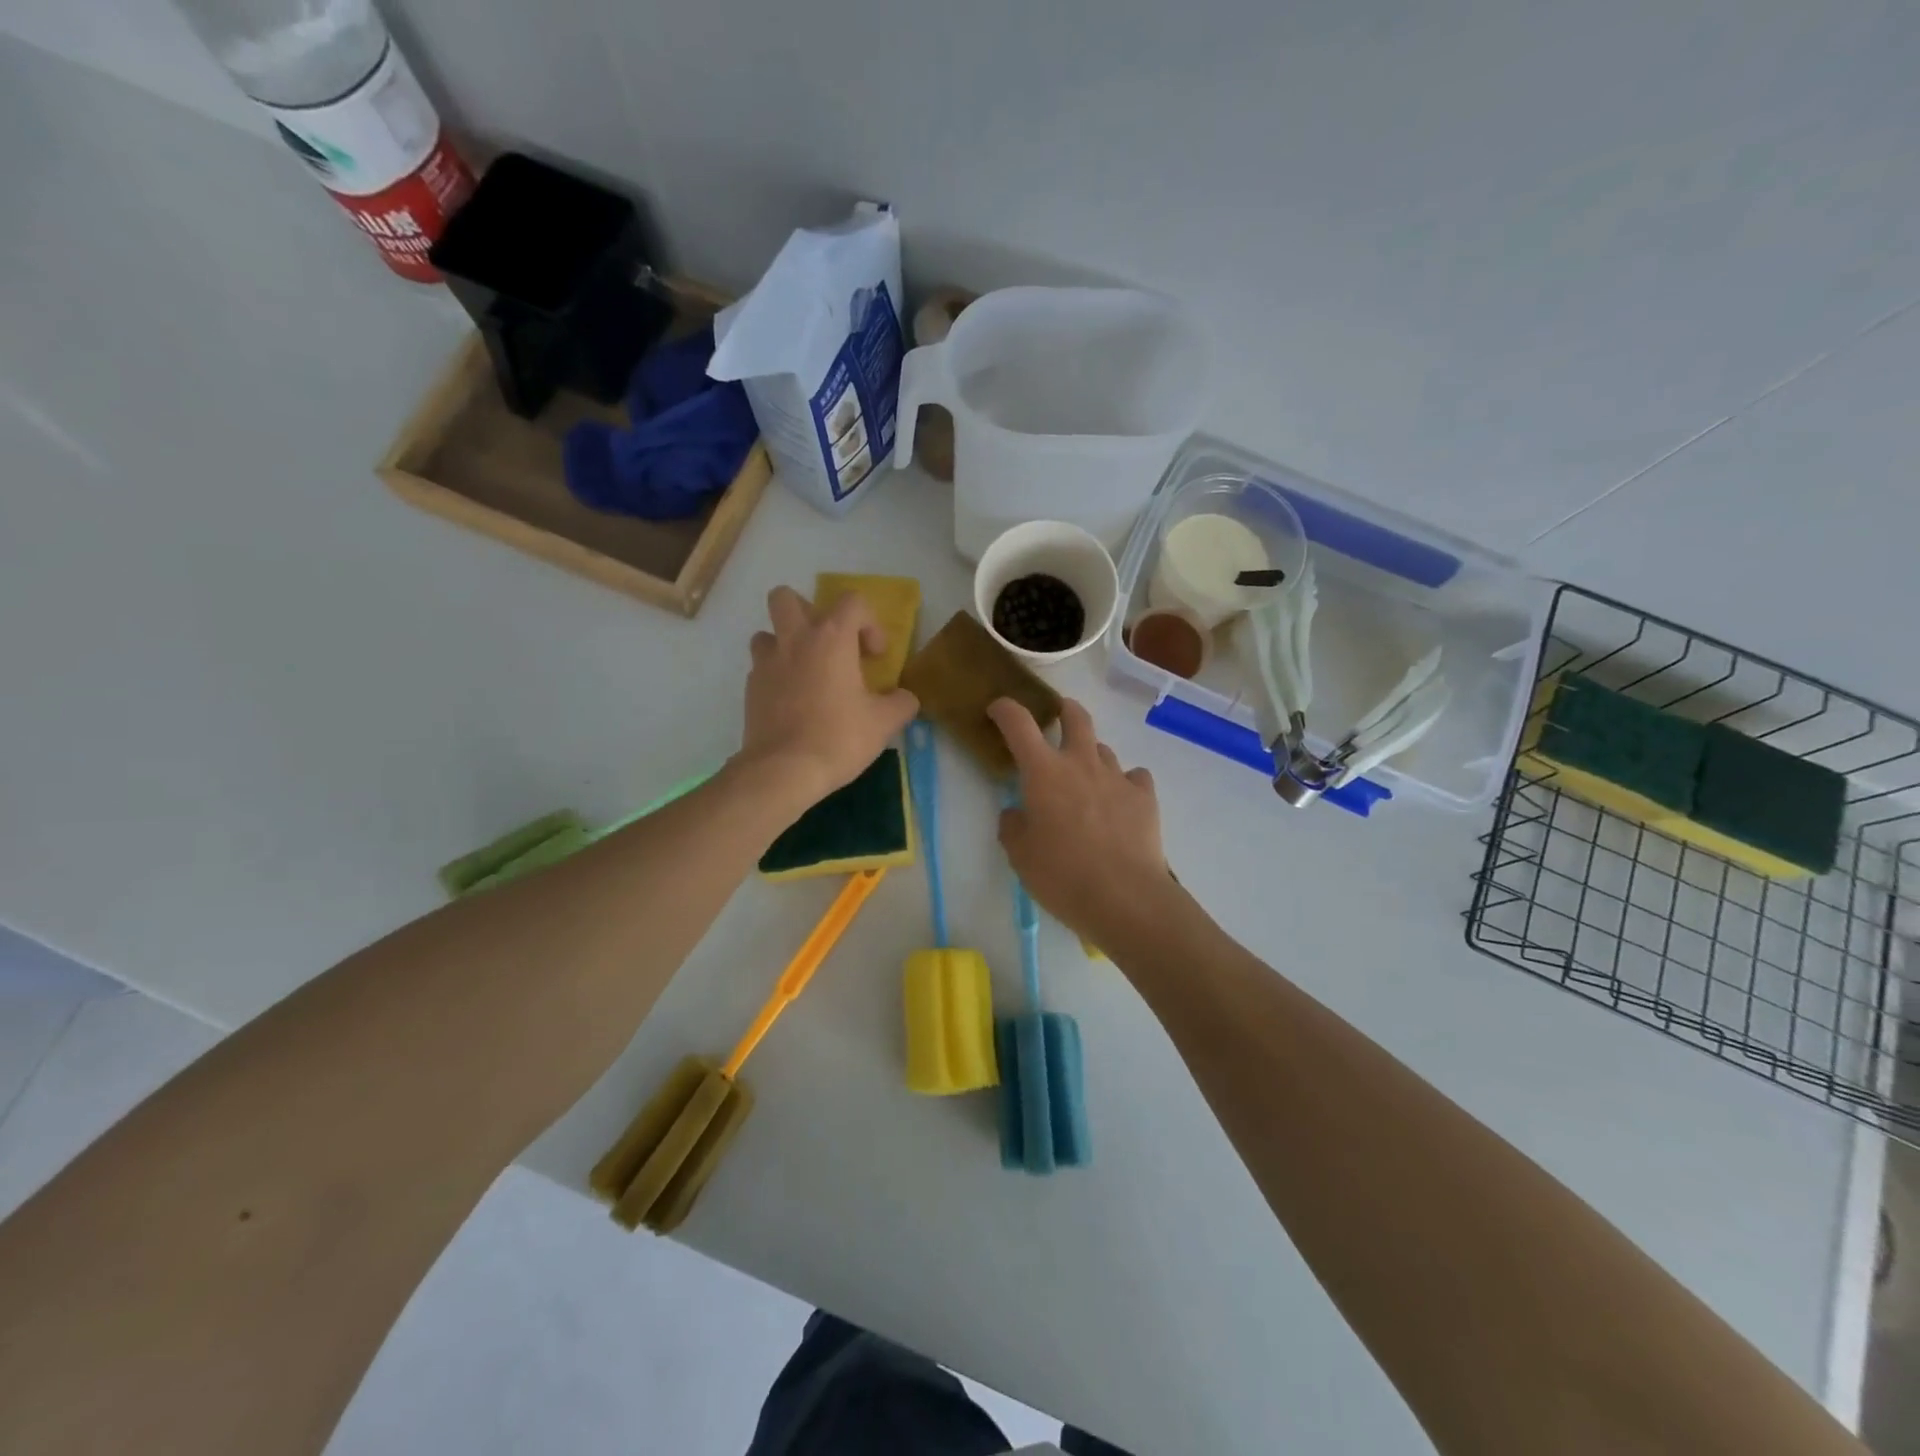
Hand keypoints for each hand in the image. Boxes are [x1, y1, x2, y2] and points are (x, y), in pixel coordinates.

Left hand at [737, 586, 918, 806]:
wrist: (784, 771)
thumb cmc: (838, 737)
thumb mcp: (884, 723)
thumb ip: (901, 703)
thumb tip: (905, 698)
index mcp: (830, 638)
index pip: (851, 601)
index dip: (869, 622)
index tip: (874, 656)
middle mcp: (794, 640)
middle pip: (786, 598)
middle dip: (807, 611)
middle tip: (826, 644)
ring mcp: (766, 664)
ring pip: (767, 633)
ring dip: (786, 644)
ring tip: (806, 672)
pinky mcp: (750, 690)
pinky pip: (761, 669)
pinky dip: (777, 677)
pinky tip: (793, 703)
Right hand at [989, 697, 1170, 945]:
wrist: (1125, 897)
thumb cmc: (1062, 875)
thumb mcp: (1020, 856)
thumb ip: (1013, 827)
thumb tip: (1016, 813)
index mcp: (1044, 772)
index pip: (1019, 724)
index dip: (1005, 710)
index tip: (998, 710)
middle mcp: (1081, 764)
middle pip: (1075, 717)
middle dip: (1064, 710)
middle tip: (1057, 715)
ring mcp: (1117, 778)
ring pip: (1103, 749)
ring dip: (1091, 755)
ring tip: (1086, 778)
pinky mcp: (1144, 797)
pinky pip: (1134, 777)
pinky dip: (1124, 782)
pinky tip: (1120, 801)